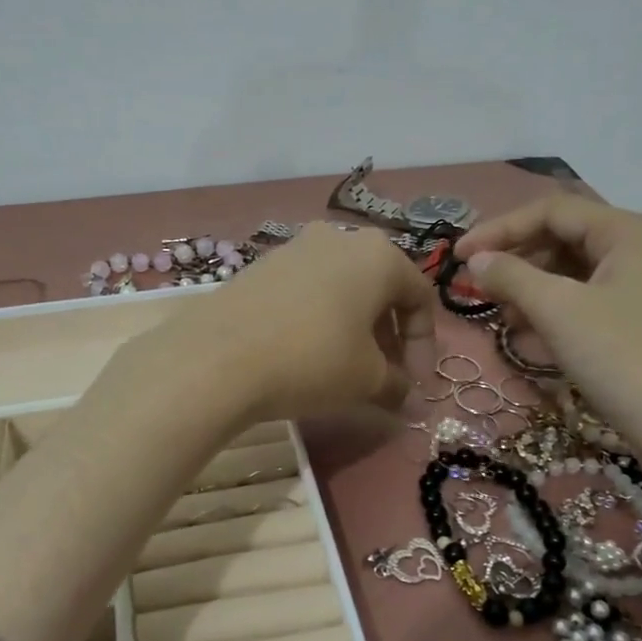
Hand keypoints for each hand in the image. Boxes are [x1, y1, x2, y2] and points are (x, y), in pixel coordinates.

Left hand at [130, 225, 435, 424]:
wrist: (217, 358)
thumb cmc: (312, 360)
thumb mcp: (366, 380)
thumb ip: (397, 386)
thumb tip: (410, 401)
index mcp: (378, 254)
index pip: (420, 297)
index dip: (424, 346)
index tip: (415, 385)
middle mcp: (339, 239)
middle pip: (379, 289)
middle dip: (389, 337)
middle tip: (385, 378)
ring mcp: (294, 248)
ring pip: (341, 289)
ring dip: (354, 328)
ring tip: (347, 369)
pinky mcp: (260, 267)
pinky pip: (306, 291)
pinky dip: (319, 320)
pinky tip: (306, 354)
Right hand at [454, 195, 641, 491]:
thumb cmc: (625, 359)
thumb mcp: (559, 312)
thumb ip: (511, 277)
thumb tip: (476, 260)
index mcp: (632, 232)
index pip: (553, 211)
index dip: (499, 229)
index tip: (458, 256)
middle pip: (569, 240)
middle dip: (519, 262)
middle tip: (480, 290)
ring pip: (582, 275)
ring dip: (536, 291)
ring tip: (504, 319)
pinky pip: (598, 304)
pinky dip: (562, 314)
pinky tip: (536, 340)